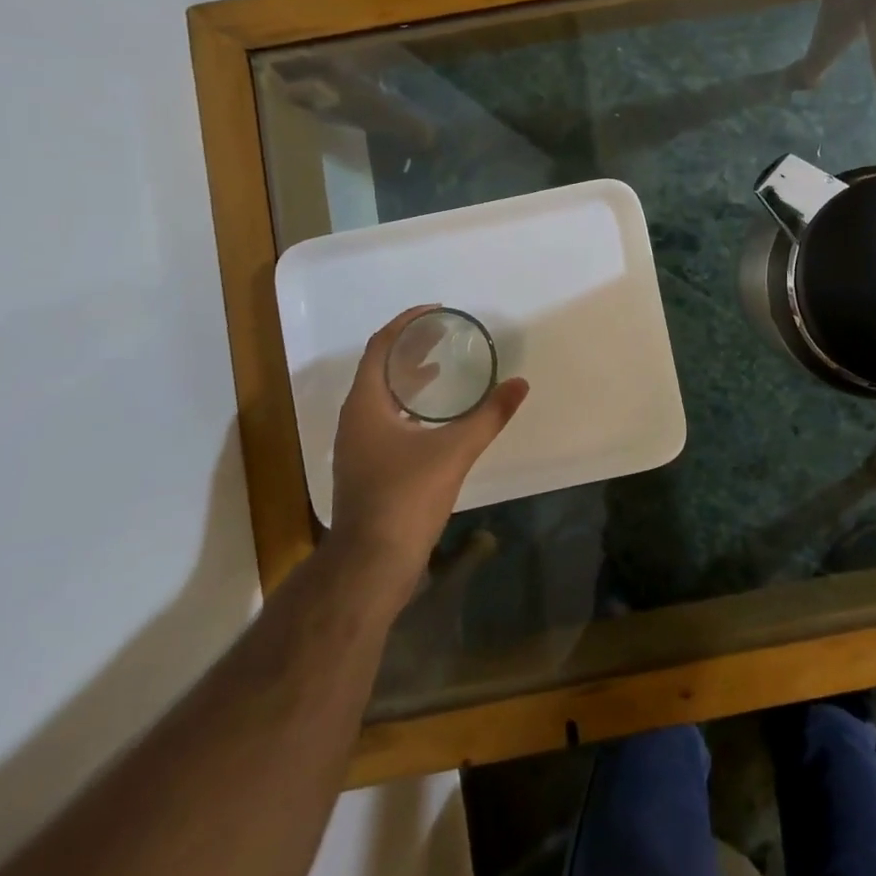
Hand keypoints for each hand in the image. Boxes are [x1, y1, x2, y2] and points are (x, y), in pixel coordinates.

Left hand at [326, 305, 528, 606]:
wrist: (371, 563)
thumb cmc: (406, 497)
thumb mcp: (454, 451)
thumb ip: (489, 415)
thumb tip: (520, 384)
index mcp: (365, 405)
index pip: (380, 347)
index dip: (406, 324)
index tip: (436, 312)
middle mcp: (355, 419)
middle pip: (379, 368)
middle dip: (409, 348)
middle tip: (443, 335)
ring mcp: (357, 445)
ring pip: (381, 396)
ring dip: (408, 377)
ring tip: (440, 367)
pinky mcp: (366, 466)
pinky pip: (385, 419)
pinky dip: (408, 405)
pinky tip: (434, 417)